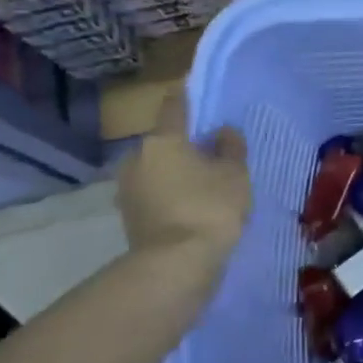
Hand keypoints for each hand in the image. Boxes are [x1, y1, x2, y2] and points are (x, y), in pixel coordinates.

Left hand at [118, 91, 251, 263]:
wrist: (176, 265)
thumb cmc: (210, 208)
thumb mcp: (235, 174)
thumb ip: (230, 147)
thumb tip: (222, 131)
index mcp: (162, 140)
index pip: (174, 106)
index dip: (188, 98)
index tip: (200, 97)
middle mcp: (137, 158)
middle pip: (164, 141)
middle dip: (184, 144)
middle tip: (211, 153)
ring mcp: (128, 189)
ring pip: (157, 169)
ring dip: (176, 172)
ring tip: (203, 183)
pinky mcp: (129, 216)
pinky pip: (154, 194)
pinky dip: (170, 195)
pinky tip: (191, 206)